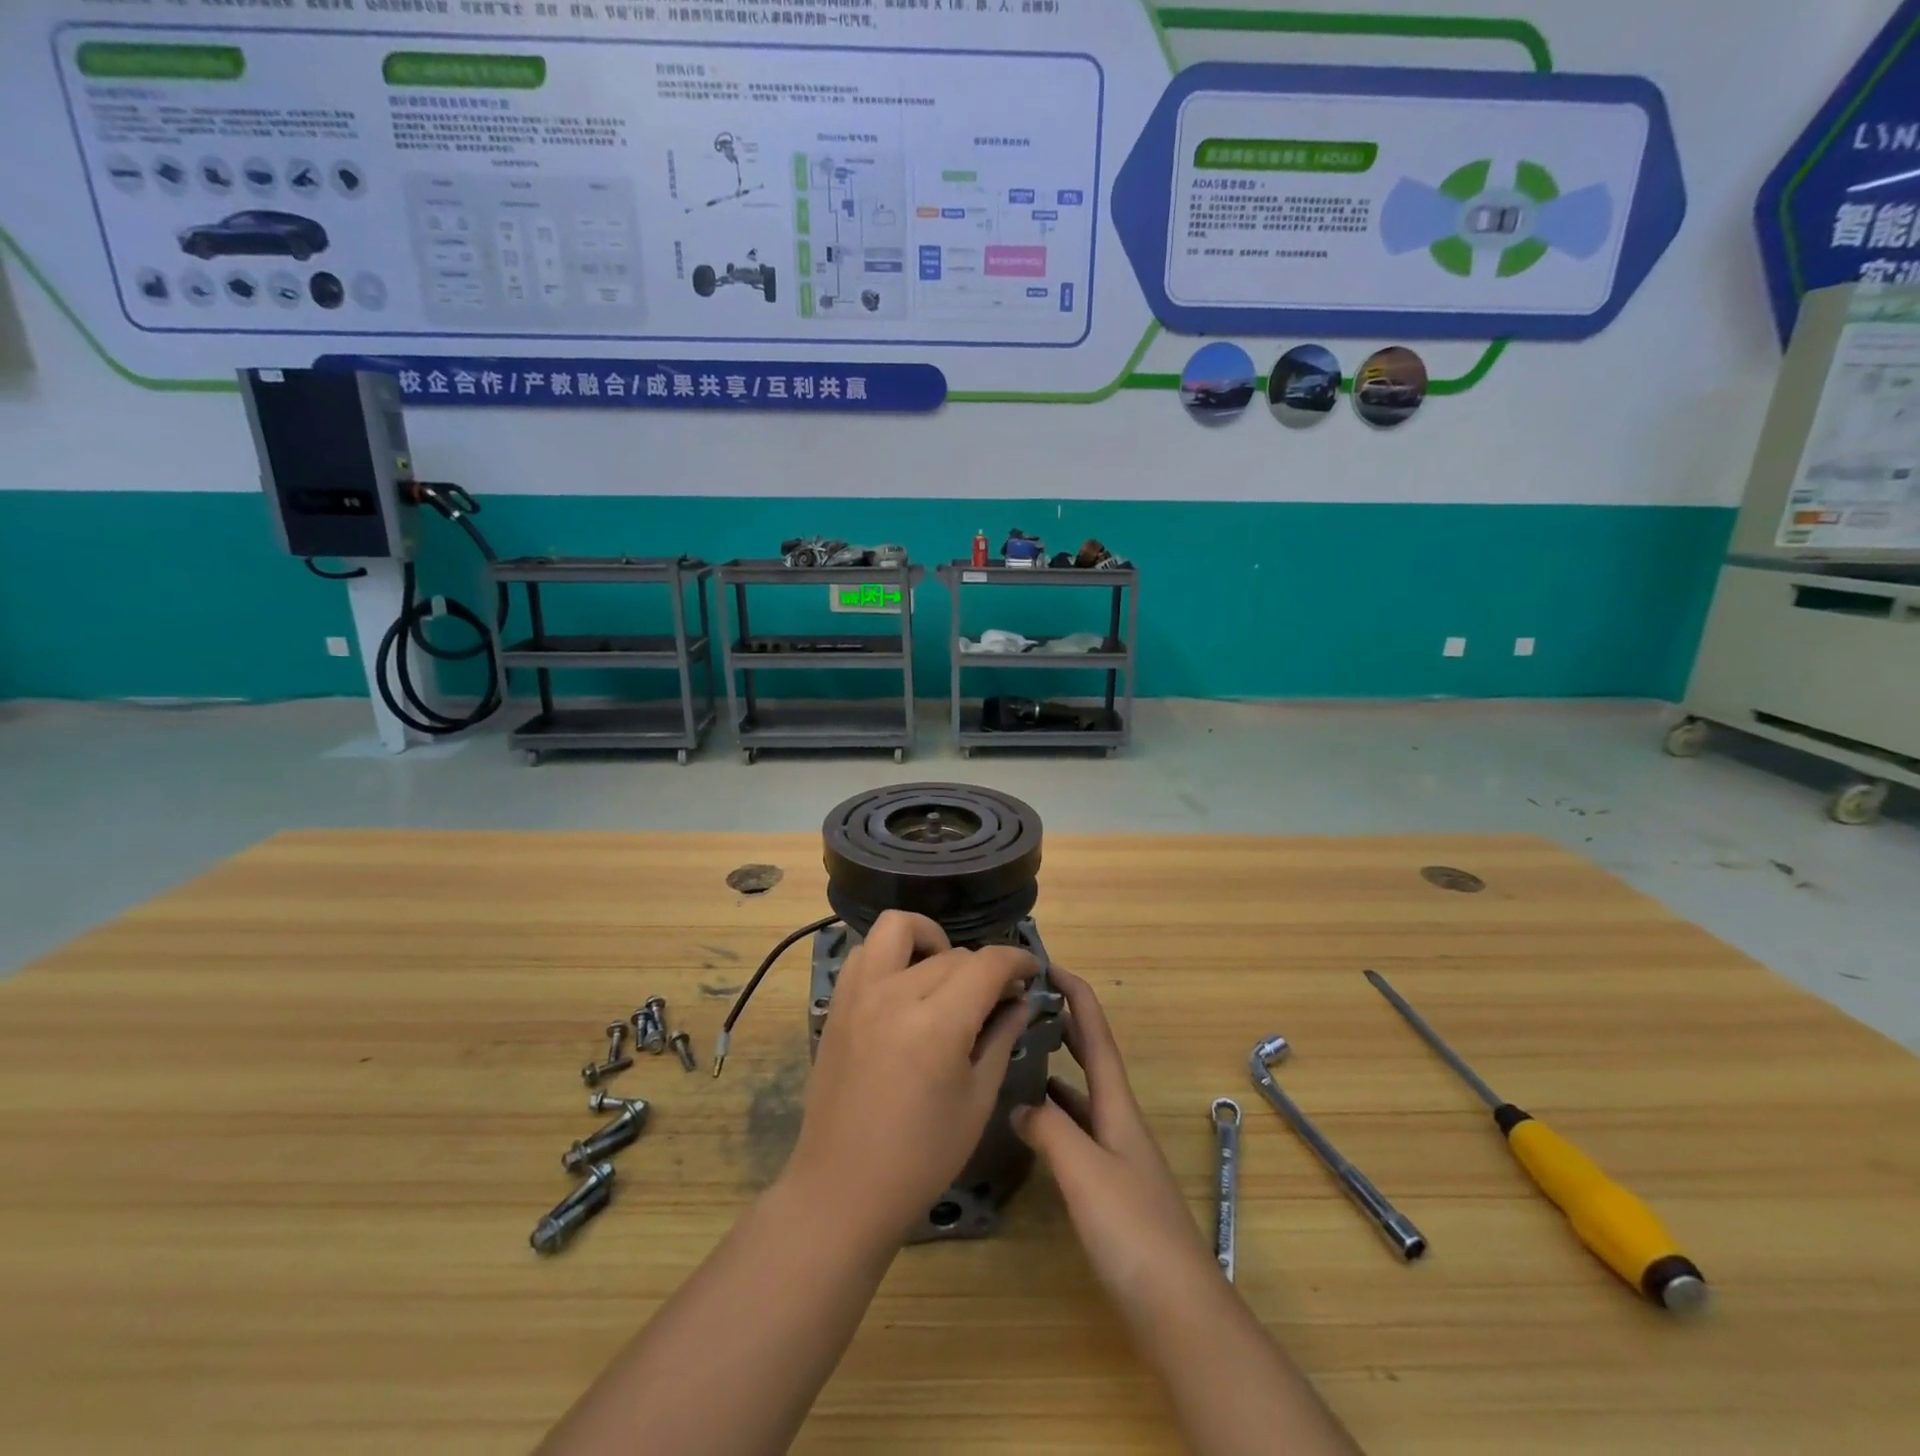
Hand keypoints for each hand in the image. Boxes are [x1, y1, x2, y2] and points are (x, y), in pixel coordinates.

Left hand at [784, 910, 1037, 1239]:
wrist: (841, 1189)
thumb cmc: (920, 1158)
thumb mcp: (976, 1102)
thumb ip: (1000, 1040)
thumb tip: (1020, 1002)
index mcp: (937, 1024)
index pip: (987, 964)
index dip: (1017, 961)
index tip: (1031, 972)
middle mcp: (895, 994)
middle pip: (952, 952)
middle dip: (984, 967)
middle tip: (996, 997)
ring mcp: (858, 994)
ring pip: (898, 929)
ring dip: (930, 940)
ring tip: (943, 976)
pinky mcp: (837, 1003)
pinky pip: (865, 952)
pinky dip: (890, 954)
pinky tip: (904, 986)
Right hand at [1013, 968, 1212, 1303]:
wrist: (1178, 1309)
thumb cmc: (1133, 1231)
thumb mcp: (1084, 1171)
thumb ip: (1048, 1130)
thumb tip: (1020, 1104)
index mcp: (1118, 1106)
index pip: (1095, 1034)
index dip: (1076, 995)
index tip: (1047, 965)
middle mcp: (1119, 1120)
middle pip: (1091, 1058)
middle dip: (1064, 1024)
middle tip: (1025, 1004)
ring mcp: (1117, 1154)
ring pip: (1081, 1095)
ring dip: (1055, 1068)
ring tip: (1016, 1055)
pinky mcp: (1111, 1186)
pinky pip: (1077, 1131)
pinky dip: (1054, 1116)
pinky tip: (1032, 1126)